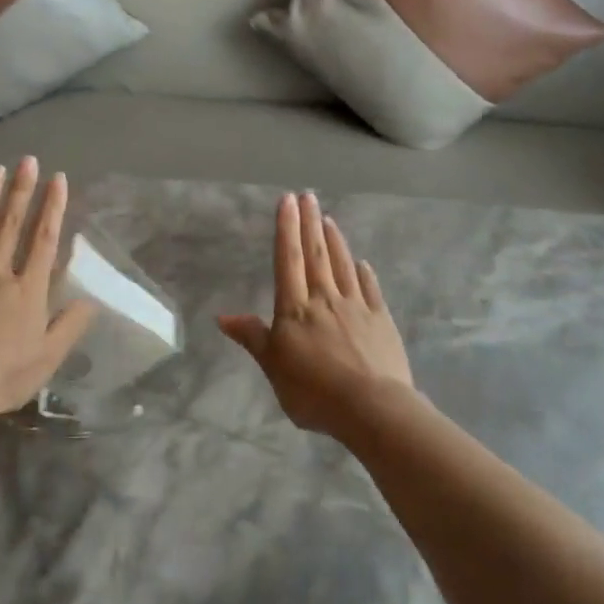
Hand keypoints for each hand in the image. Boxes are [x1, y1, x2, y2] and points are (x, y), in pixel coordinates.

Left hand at [0, 158, 96, 425]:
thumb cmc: (1, 376)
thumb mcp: (47, 358)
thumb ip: (69, 326)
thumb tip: (90, 300)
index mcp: (26, 290)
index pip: (43, 240)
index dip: (53, 208)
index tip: (58, 179)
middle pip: (11, 225)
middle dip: (22, 191)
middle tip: (28, 160)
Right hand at [217, 192, 412, 434]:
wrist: (371, 407)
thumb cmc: (313, 391)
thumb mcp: (273, 367)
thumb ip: (252, 338)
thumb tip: (222, 317)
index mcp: (295, 309)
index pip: (288, 260)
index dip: (286, 229)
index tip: (287, 200)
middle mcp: (325, 299)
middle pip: (315, 255)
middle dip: (309, 224)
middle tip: (308, 196)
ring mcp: (356, 308)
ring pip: (343, 266)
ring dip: (334, 241)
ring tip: (329, 219)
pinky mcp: (382, 321)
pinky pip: (371, 290)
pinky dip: (364, 274)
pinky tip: (362, 263)